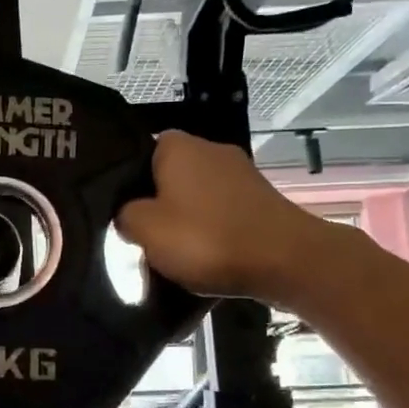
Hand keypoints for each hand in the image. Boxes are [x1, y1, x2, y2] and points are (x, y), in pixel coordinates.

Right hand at [117, 131, 335, 301]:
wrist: (286, 261)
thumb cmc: (206, 239)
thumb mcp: (145, 230)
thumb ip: (125, 215)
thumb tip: (128, 213)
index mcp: (177, 146)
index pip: (139, 154)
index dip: (128, 184)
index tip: (122, 213)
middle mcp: (210, 148)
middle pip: (169, 175)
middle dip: (158, 203)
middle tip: (145, 236)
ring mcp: (241, 172)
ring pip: (197, 194)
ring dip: (187, 219)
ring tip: (176, 251)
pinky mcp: (261, 198)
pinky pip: (223, 211)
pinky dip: (214, 229)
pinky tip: (208, 254)